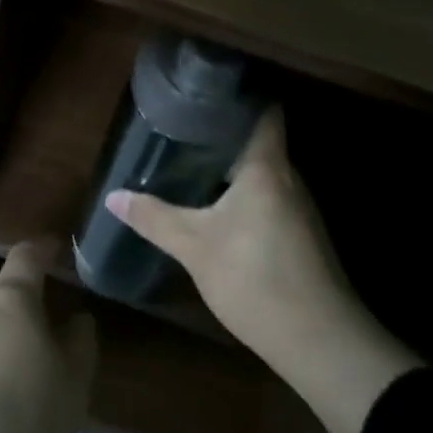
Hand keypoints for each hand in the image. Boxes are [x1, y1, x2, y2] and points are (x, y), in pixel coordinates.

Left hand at [0, 241, 96, 432]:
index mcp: (12, 301)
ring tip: (10, 356)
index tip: (55, 249)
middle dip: (14, 287)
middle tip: (37, 312)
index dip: (43, 249)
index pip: (26, 257)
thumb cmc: (21, 423)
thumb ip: (80, 345)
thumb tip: (77, 318)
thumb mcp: (72, 388)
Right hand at [107, 109, 417, 432]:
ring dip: (231, 166)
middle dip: (222, 133)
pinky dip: (242, 193)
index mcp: (267, 168)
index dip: (238, 96)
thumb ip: (154, 218)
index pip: (263, 112)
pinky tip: (216, 207)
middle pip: (259, 141)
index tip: (204, 91)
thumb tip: (113, 196)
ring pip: (263, 172)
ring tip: (190, 161)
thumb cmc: (255, 278)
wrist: (319, 341)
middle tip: (180, 128)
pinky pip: (267, 197)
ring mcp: (299, 209)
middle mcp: (289, 179)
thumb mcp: (195, 247)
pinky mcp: (300, 236)